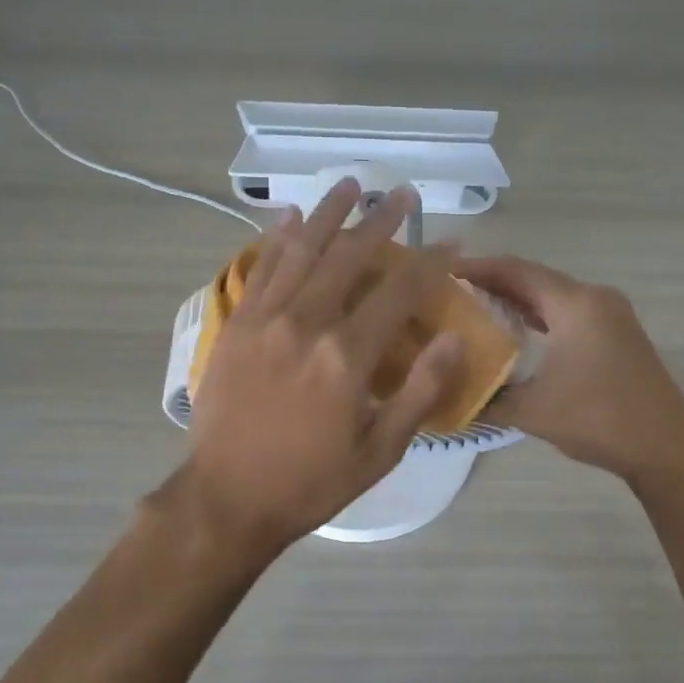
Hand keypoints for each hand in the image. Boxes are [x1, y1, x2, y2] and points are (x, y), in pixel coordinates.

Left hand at [174, 179, 462, 563]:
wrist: (228, 498)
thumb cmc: (311, 482)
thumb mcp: (381, 451)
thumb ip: (420, 392)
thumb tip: (455, 339)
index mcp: (347, 357)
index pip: (398, 293)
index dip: (430, 262)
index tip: (451, 240)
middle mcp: (306, 324)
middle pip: (349, 258)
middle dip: (380, 221)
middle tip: (402, 194)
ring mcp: (265, 320)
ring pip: (302, 251)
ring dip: (328, 215)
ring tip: (350, 184)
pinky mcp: (235, 325)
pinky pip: (260, 270)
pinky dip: (277, 240)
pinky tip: (290, 217)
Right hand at [454, 256, 683, 485]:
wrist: (666, 448)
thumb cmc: (598, 420)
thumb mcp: (532, 410)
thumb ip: (486, 397)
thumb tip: (447, 394)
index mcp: (575, 304)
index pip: (516, 270)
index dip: (477, 268)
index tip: (440, 273)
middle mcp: (594, 298)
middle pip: (534, 278)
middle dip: (492, 282)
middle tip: (451, 293)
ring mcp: (610, 314)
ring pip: (553, 294)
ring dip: (517, 298)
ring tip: (475, 307)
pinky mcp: (617, 333)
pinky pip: (568, 311)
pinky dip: (539, 314)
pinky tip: (517, 329)